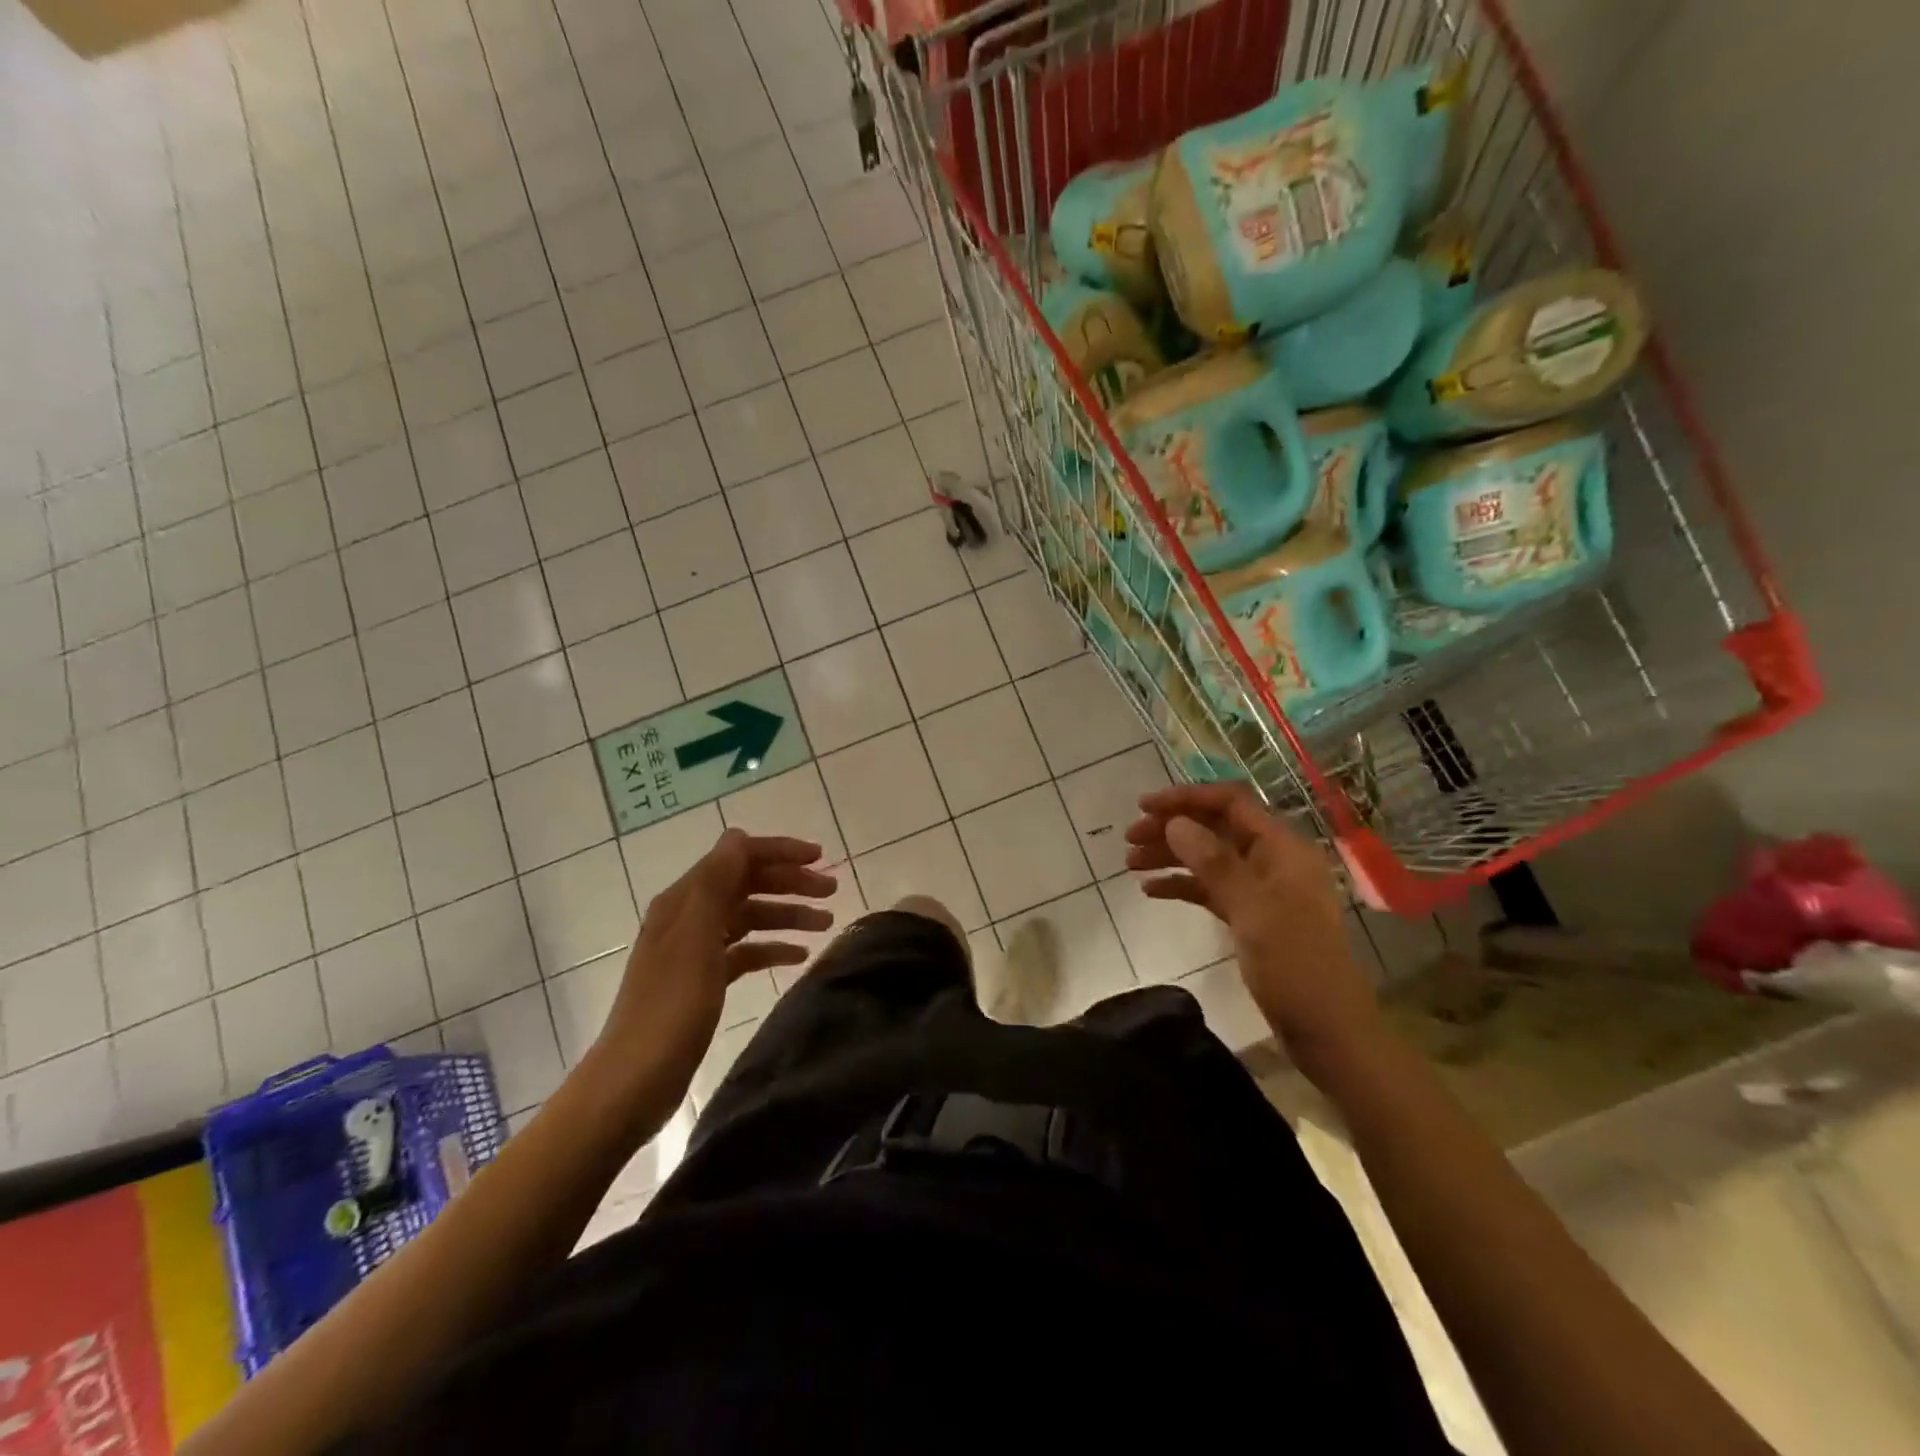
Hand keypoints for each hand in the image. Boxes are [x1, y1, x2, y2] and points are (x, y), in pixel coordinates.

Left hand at [595, 828, 836, 1096]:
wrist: (635, 1080)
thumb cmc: (670, 1006)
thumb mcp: (696, 938)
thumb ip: (716, 883)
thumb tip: (737, 835)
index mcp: (684, 900)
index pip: (737, 857)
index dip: (779, 852)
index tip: (821, 858)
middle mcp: (689, 916)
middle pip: (747, 884)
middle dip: (790, 882)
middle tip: (832, 893)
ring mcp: (696, 949)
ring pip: (750, 917)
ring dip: (787, 915)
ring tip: (827, 924)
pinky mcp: (704, 980)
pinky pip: (745, 951)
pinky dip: (772, 948)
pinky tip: (799, 957)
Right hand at [1126, 782, 1383, 1078]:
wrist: (1328, 1031)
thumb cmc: (1296, 966)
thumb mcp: (1252, 911)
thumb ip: (1214, 863)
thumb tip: (1175, 822)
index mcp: (1282, 848)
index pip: (1231, 803)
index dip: (1187, 797)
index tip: (1144, 806)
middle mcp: (1272, 860)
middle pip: (1216, 828)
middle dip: (1172, 827)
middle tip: (1129, 838)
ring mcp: (1262, 889)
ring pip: (1209, 858)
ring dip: (1171, 855)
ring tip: (1131, 863)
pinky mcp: (1251, 916)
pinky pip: (1211, 888)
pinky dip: (1182, 885)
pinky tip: (1151, 891)